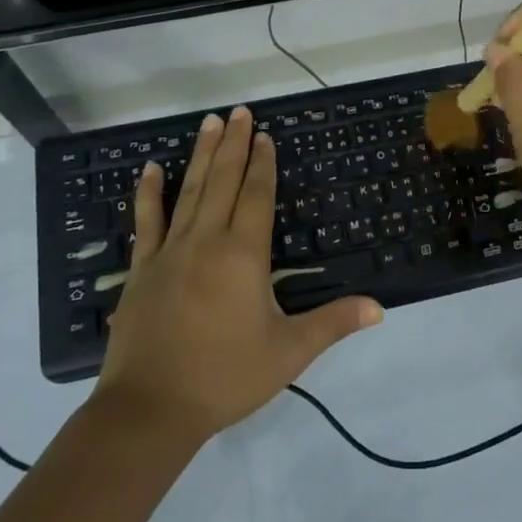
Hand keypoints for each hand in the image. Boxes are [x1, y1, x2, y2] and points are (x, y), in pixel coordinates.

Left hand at [95, 106, 382, 440]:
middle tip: (238, 111)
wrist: (150, 409)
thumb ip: (333, 323)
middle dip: (233, 144)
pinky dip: (148, 193)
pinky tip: (149, 169)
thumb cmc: (225, 377)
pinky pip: (147, 221)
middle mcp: (207, 241)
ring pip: (189, 191)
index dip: (263, 164)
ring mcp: (170, 251)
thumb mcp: (288, 352)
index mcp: (244, 255)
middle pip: (223, 181)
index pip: (257, 196)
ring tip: (208, 122)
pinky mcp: (142, 269)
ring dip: (200, 155)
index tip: (264, 135)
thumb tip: (379, 308)